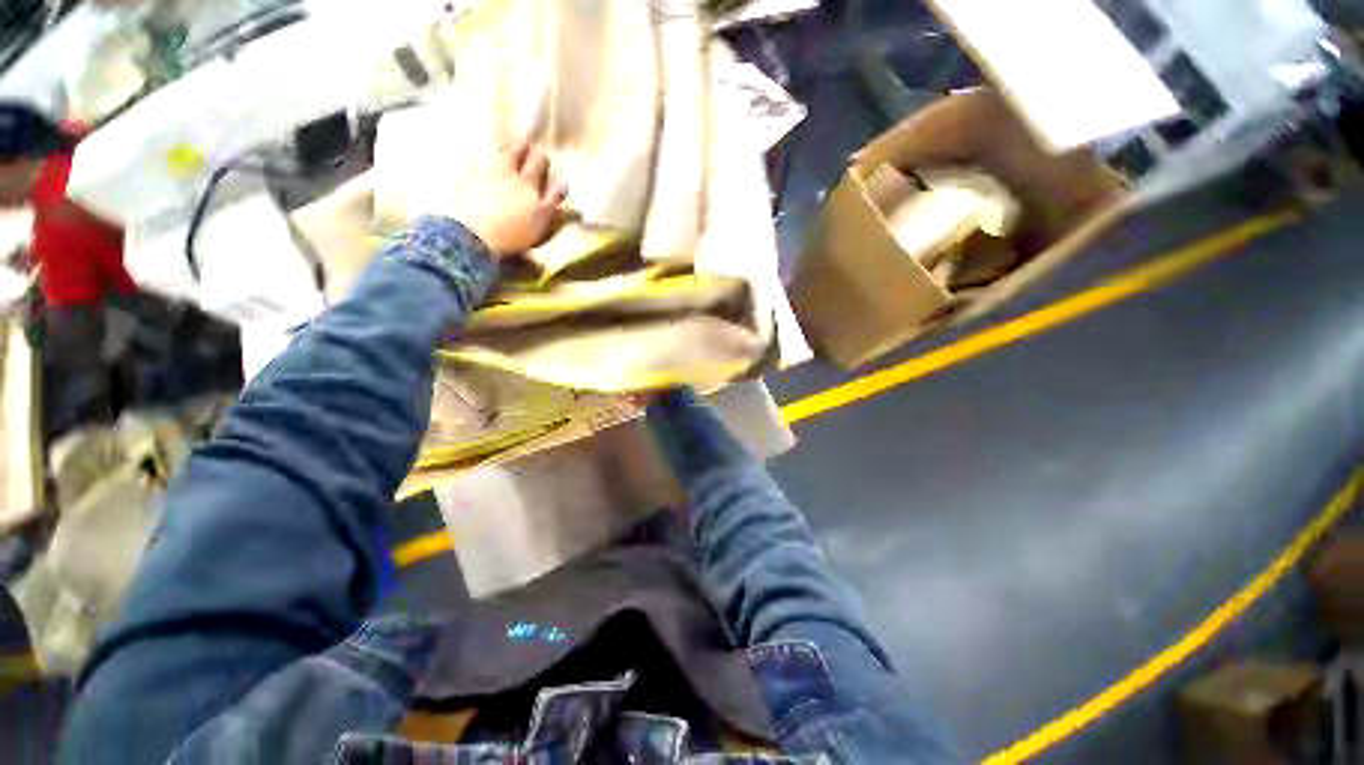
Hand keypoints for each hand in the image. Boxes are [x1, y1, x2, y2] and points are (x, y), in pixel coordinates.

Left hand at [446, 141, 566, 257]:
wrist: (476, 234)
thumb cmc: (515, 231)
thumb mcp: (542, 219)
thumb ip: (553, 200)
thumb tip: (564, 184)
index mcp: (527, 183)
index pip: (537, 163)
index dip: (541, 158)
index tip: (545, 156)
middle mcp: (506, 172)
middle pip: (515, 153)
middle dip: (521, 147)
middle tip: (525, 143)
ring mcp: (484, 174)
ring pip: (493, 154)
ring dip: (500, 149)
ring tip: (502, 146)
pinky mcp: (464, 180)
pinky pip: (471, 162)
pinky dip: (476, 157)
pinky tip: (475, 156)